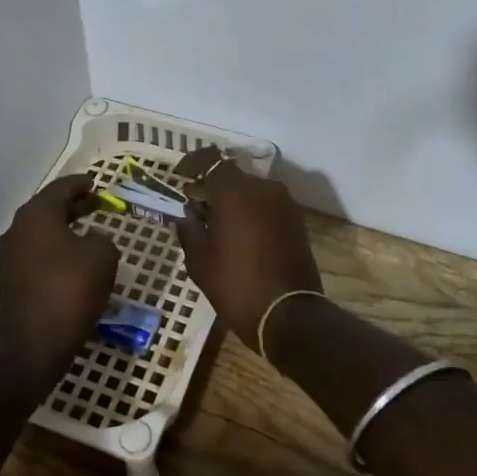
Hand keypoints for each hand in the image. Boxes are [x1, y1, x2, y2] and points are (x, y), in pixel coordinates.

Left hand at [0, 175, 118, 367]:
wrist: (35, 340)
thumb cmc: (71, 288)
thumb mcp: (103, 255)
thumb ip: (103, 239)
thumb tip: (93, 240)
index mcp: (37, 214)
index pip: (61, 188)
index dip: (81, 184)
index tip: (96, 184)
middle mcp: (18, 229)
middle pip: (48, 208)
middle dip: (73, 206)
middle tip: (96, 205)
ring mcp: (11, 256)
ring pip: (41, 232)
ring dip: (64, 228)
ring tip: (88, 232)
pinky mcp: (12, 280)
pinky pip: (38, 254)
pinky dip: (56, 249)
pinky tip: (75, 260)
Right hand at [173, 148, 321, 346]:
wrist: (289, 315)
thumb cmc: (236, 285)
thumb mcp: (200, 261)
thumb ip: (189, 231)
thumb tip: (185, 217)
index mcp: (235, 192)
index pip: (210, 160)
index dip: (192, 164)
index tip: (180, 177)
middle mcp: (263, 188)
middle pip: (231, 175)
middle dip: (211, 186)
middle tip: (194, 207)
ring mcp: (283, 203)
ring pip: (250, 190)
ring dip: (232, 200)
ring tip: (216, 224)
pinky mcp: (295, 220)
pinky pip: (266, 205)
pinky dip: (250, 211)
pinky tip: (238, 234)